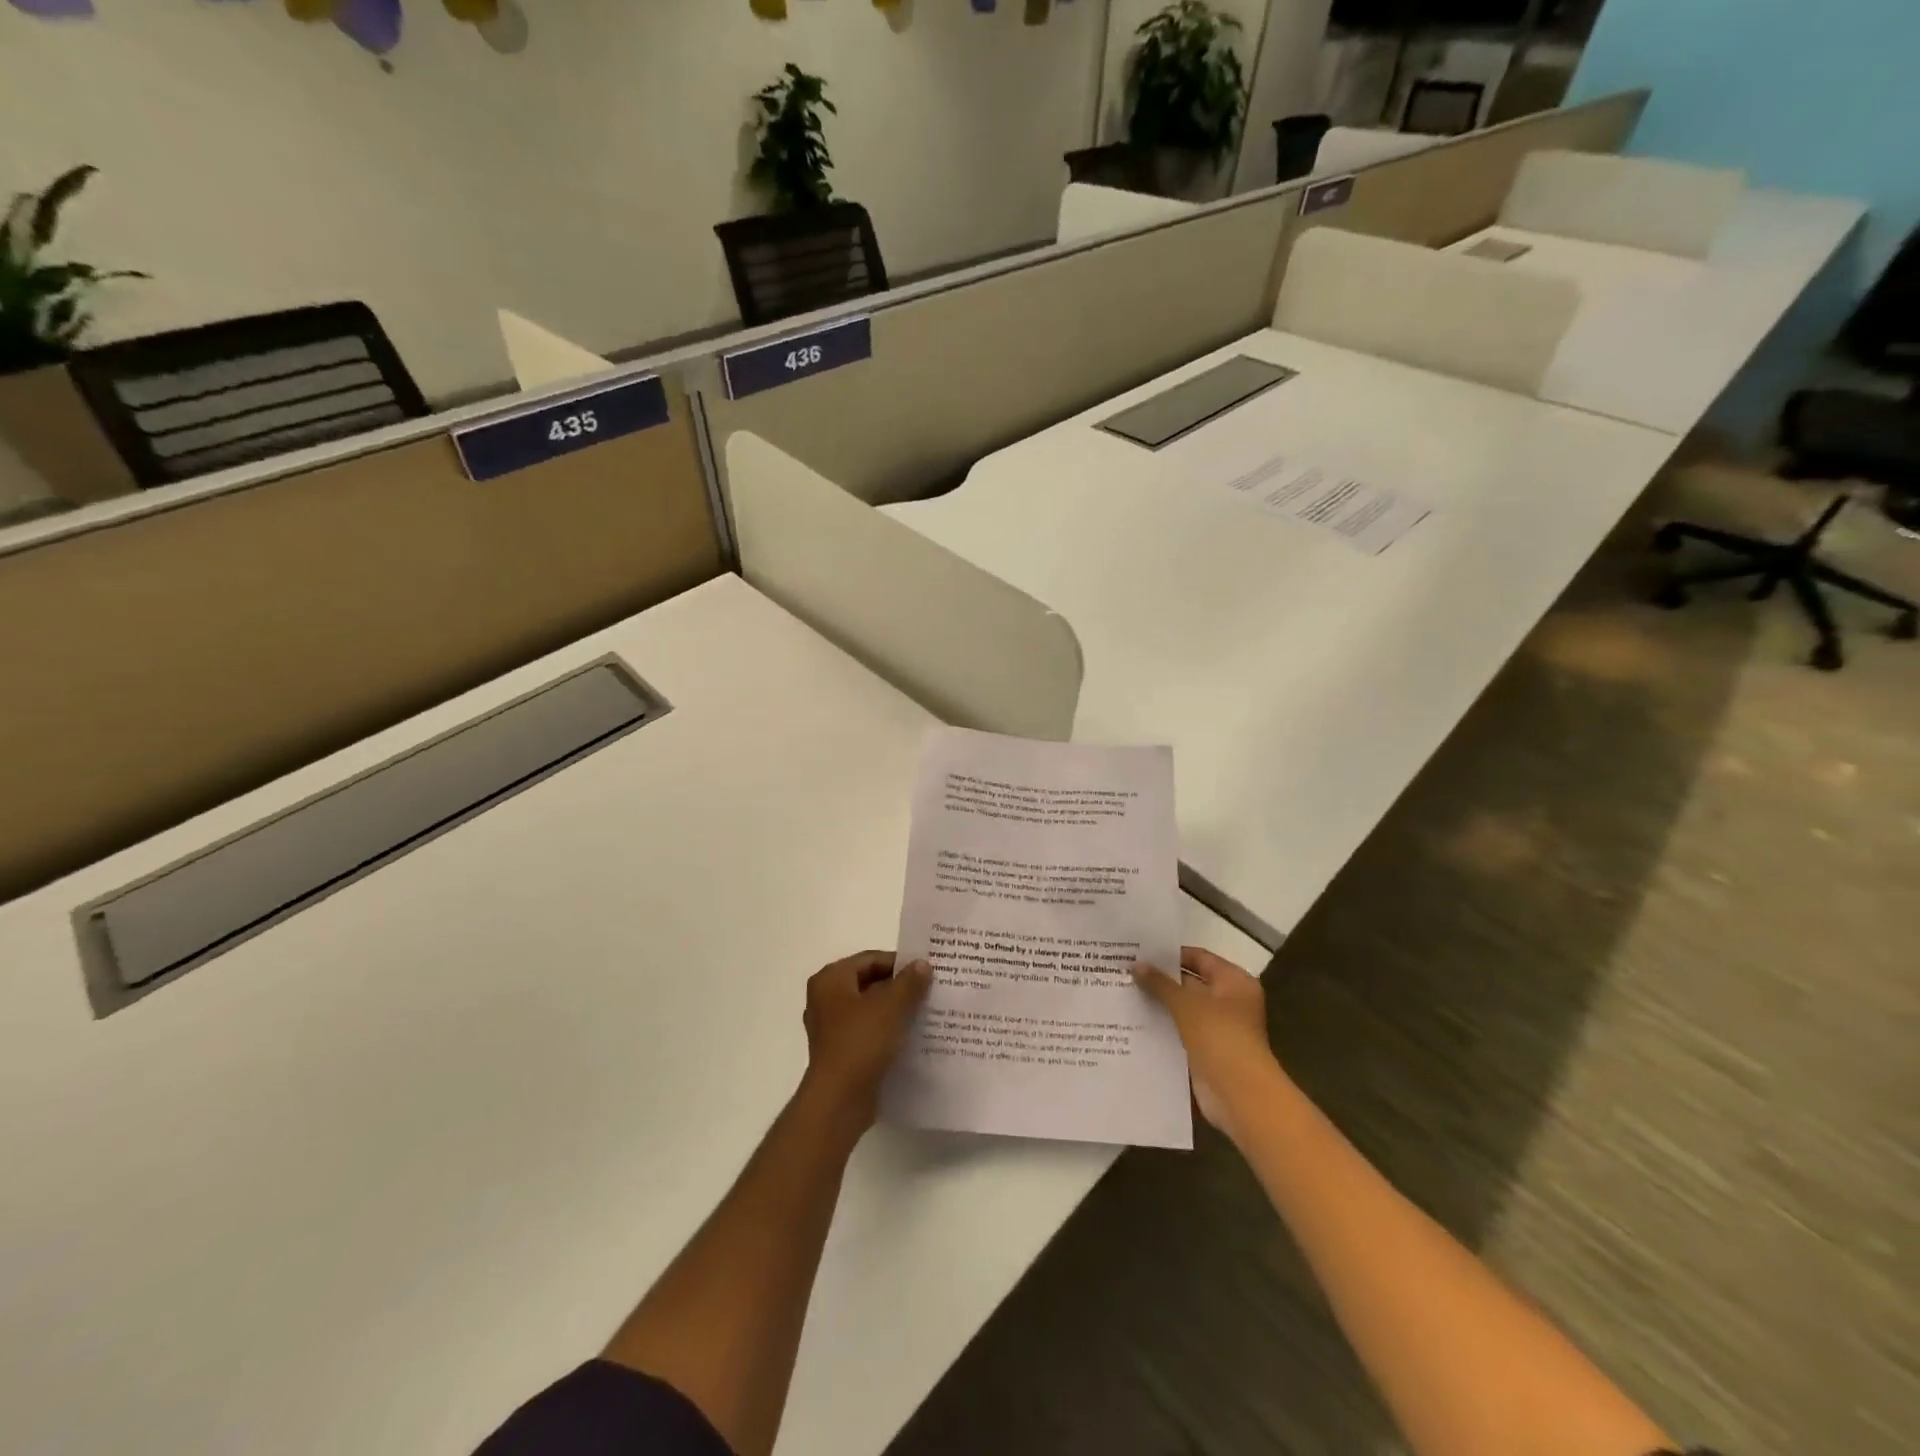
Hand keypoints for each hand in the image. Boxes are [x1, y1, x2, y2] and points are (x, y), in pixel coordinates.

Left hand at [801, 950, 930, 1129]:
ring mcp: (831, 1028)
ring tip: (926, 1012)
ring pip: (870, 1009)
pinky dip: (887, 1031)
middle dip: (899, 987)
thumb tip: (922, 964)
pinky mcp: (840, 1052)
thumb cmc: (861, 1043)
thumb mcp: (891, 1006)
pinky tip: (911, 1037)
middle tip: (930, 990)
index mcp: (831, 980)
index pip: (870, 959)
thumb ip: (909, 982)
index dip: (899, 963)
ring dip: (895, 1010)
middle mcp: (825, 999)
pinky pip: (868, 1032)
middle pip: (869, 983)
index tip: (926, 971)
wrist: (839, 1101)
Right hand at [1132, 947, 1277, 1138]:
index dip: (1171, 954)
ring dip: (1158, 1004)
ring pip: (1182, 1009)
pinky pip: (1180, 1032)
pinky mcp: (1206, 1051)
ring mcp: (1218, 1028)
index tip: (1140, 951)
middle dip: (1160, 980)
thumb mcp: (1186, 1004)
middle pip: (1190, 983)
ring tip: (1122, 992)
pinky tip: (1133, 1021)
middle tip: (1125, 971)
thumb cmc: (1219, 1037)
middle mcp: (1229, 1002)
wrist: (1239, 1095)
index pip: (1199, 957)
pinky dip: (1162, 1027)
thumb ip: (1160, 983)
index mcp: (1234, 982)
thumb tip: (1136, 964)